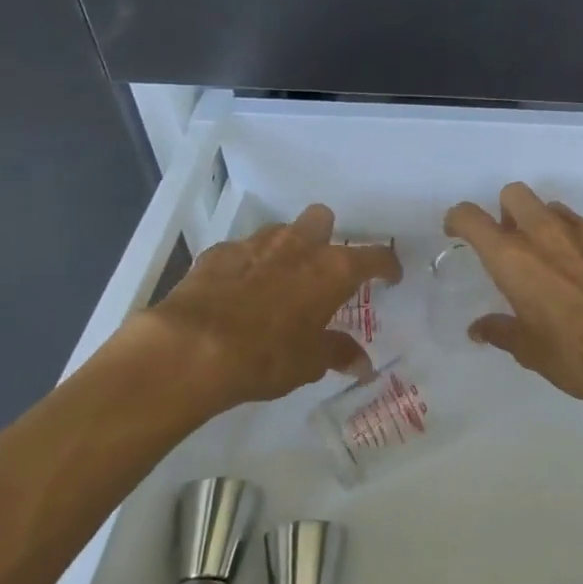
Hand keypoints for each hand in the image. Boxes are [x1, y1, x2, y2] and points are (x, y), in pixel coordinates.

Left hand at [141, 204, 401, 407]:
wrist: (192, 348)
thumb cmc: (267, 355)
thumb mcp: (310, 362)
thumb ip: (338, 353)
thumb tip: (362, 364)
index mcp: (332, 269)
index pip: (374, 256)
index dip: (386, 265)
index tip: (391, 276)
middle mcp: (299, 246)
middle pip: (322, 219)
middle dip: (326, 237)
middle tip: (321, 269)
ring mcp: (256, 244)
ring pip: (280, 231)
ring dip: (285, 250)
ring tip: (278, 281)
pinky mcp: (218, 253)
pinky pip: (241, 251)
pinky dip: (246, 266)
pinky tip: (237, 292)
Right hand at [443, 183, 582, 415]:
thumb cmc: (579, 355)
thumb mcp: (531, 351)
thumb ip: (502, 331)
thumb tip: (480, 328)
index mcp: (513, 258)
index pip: (471, 217)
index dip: (459, 220)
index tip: (459, 232)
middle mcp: (546, 232)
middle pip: (515, 194)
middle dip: (508, 212)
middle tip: (514, 243)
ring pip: (556, 210)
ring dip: (548, 227)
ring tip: (559, 262)